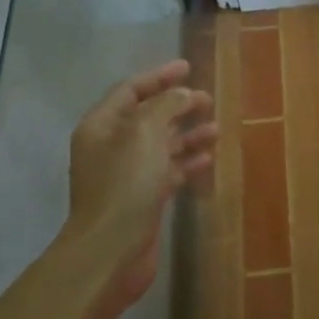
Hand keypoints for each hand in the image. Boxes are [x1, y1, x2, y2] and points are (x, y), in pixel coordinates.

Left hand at [66, 60, 217, 306]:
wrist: (111, 250)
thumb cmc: (126, 185)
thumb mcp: (146, 134)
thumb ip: (166, 106)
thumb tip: (182, 94)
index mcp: (102, 125)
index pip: (131, 90)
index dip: (159, 76)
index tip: (188, 68)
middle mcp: (110, 147)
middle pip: (147, 117)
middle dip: (177, 106)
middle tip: (207, 100)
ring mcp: (125, 175)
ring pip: (159, 145)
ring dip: (186, 135)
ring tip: (216, 128)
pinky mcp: (140, 200)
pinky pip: (166, 171)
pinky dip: (185, 163)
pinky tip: (207, 159)